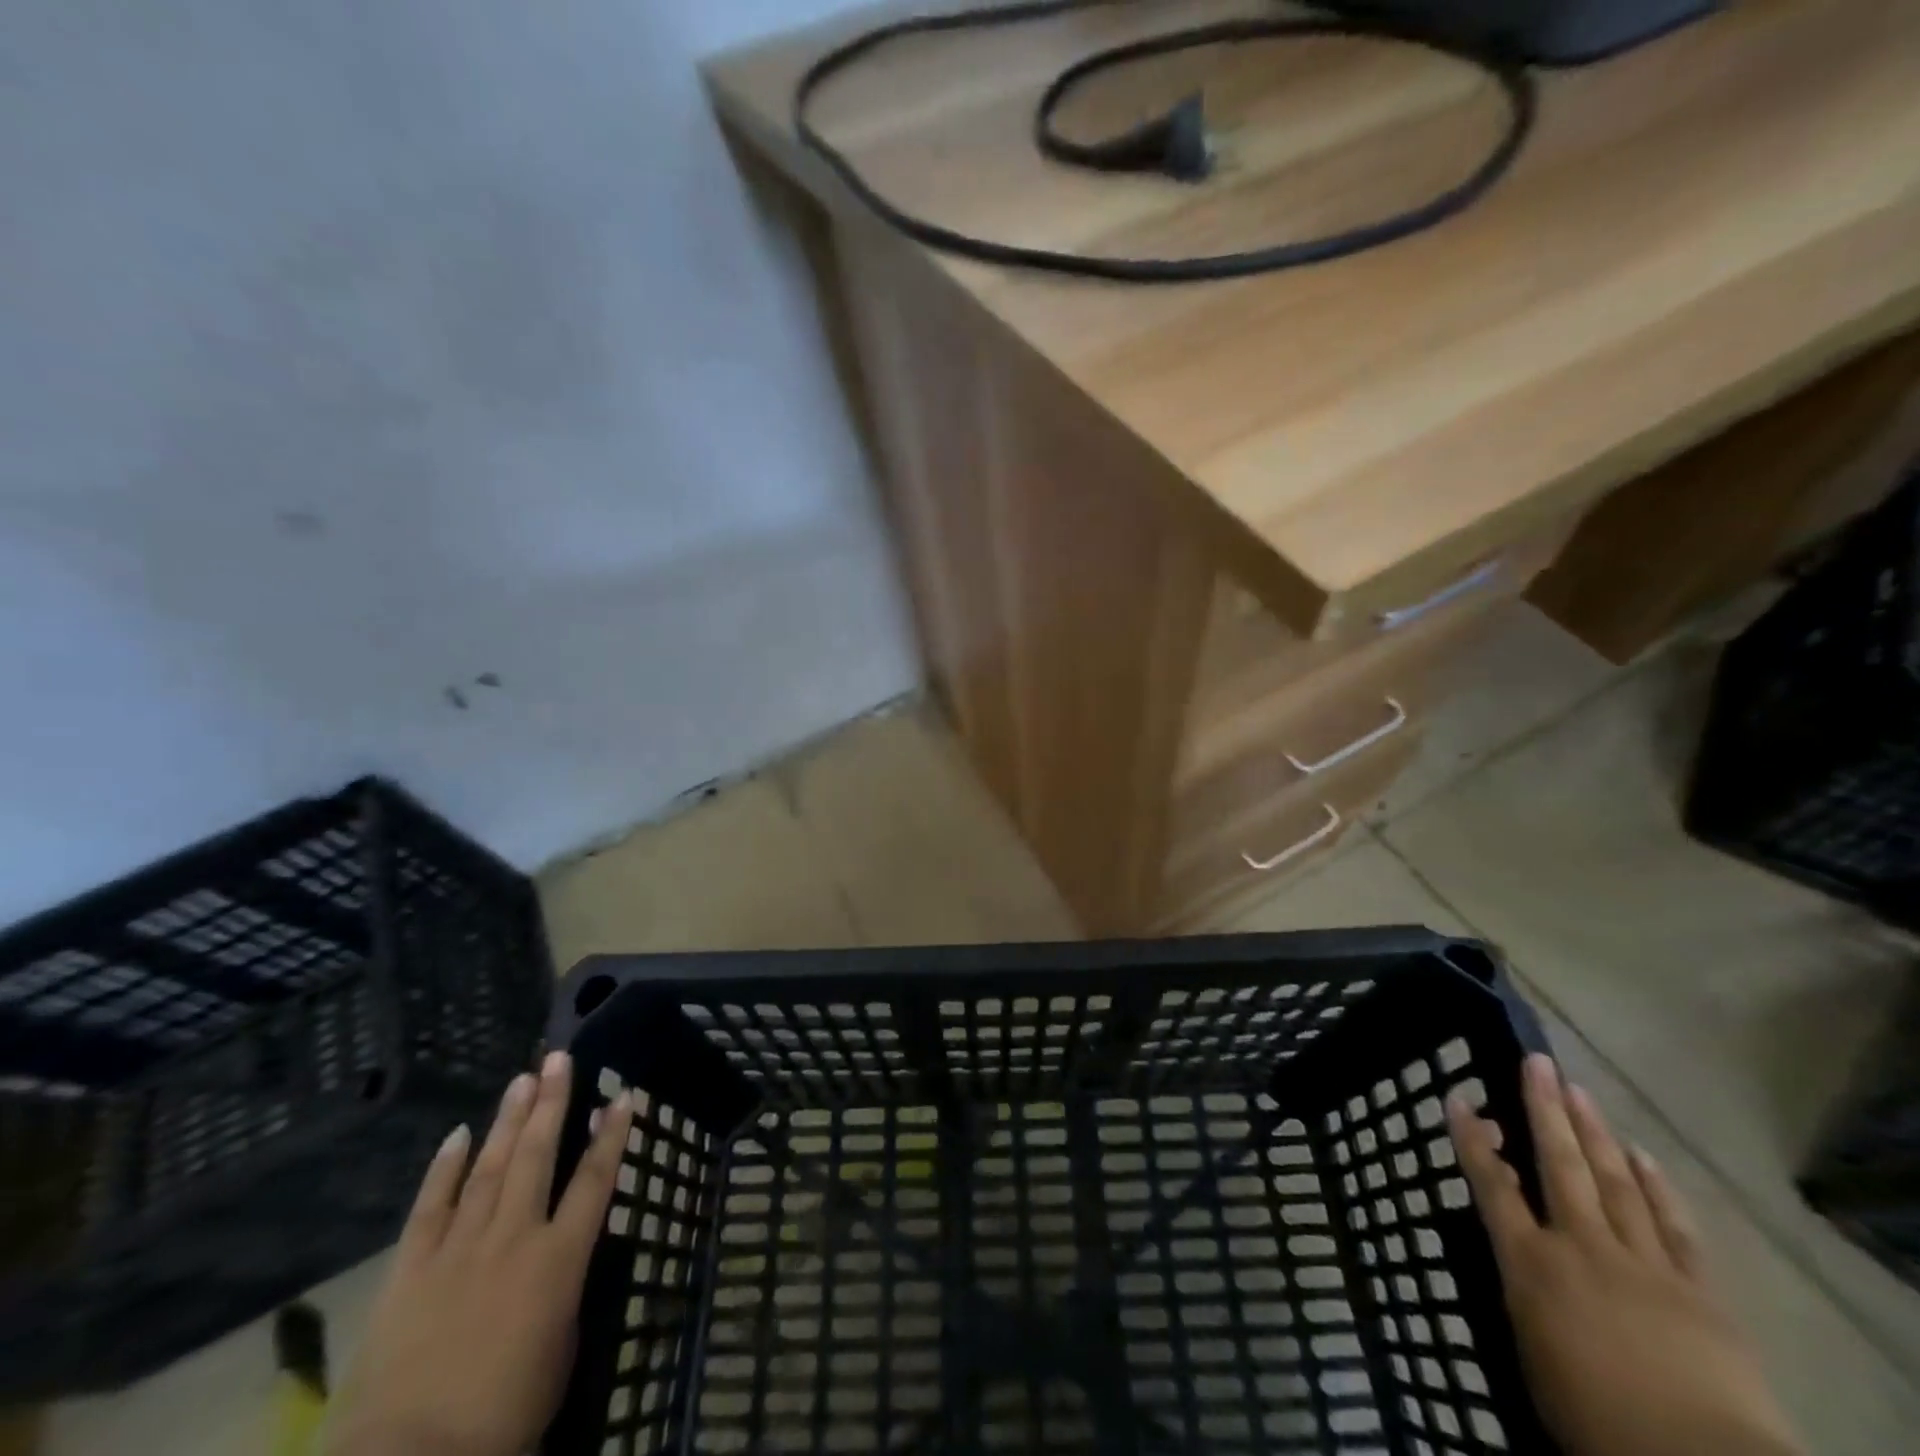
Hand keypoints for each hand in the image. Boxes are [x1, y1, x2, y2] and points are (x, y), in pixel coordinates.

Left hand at [324, 1051, 634, 1455]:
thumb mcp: (559, 1347)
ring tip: (522, 1079)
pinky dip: (444, 1168)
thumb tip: (558, 1257)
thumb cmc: (505, 1414)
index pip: (595, 1181)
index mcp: (559, 1259)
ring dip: (509, 1120)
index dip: (612, 1136)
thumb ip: (561, 1289)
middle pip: (538, 1156)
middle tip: (559, 1059)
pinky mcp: (410, 1269)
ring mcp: (459, 1248)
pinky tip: (458, 1135)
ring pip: (490, 1167)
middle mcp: (513, 1237)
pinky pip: (430, 1207)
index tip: (624, 1096)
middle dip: (552, 1103)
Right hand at [1449, 1053, 1802, 1455]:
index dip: (1472, 1139)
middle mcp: (1580, 1246)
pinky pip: (1673, 1226)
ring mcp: (1643, 1263)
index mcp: (1531, 1264)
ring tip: (1578, 1089)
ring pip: (1613, 1181)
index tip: (1459, 1098)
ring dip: (1593, 1132)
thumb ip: (1525, 1298)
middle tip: (1536, 1061)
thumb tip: (1521, 1263)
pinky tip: (1643, 1155)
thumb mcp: (1533, 1356)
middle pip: (1558, 1164)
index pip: (1491, 1186)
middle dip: (1543, 1109)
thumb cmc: (1594, 1420)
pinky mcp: (1698, 1290)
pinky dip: (1657, 1187)